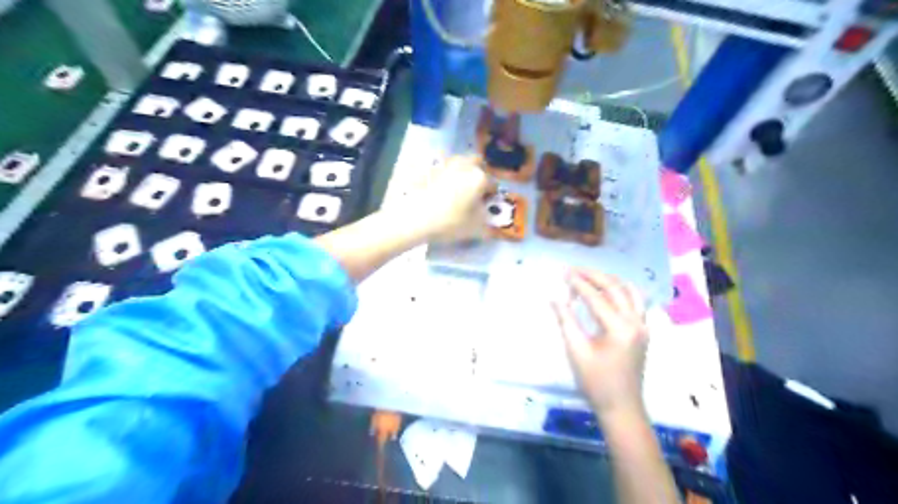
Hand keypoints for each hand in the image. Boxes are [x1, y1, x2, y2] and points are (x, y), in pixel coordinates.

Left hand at [400, 156, 493, 244]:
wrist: (416, 217)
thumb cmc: (451, 222)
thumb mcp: (476, 228)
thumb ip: (487, 221)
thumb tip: (488, 218)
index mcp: (480, 178)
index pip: (493, 184)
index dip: (491, 196)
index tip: (485, 205)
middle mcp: (465, 166)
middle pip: (477, 163)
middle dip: (479, 174)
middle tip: (474, 191)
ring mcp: (445, 164)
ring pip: (460, 162)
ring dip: (462, 172)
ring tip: (456, 189)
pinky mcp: (429, 168)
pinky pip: (442, 167)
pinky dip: (444, 175)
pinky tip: (440, 188)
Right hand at [551, 270, 649, 418]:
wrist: (621, 407)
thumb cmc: (596, 382)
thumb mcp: (576, 351)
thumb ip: (566, 320)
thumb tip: (554, 297)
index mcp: (619, 328)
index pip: (596, 297)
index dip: (578, 283)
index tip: (563, 272)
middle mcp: (636, 322)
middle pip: (615, 288)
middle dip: (593, 276)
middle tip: (574, 269)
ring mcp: (643, 326)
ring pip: (628, 292)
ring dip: (609, 281)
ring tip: (589, 276)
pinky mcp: (644, 331)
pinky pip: (636, 302)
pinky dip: (622, 291)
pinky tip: (610, 290)